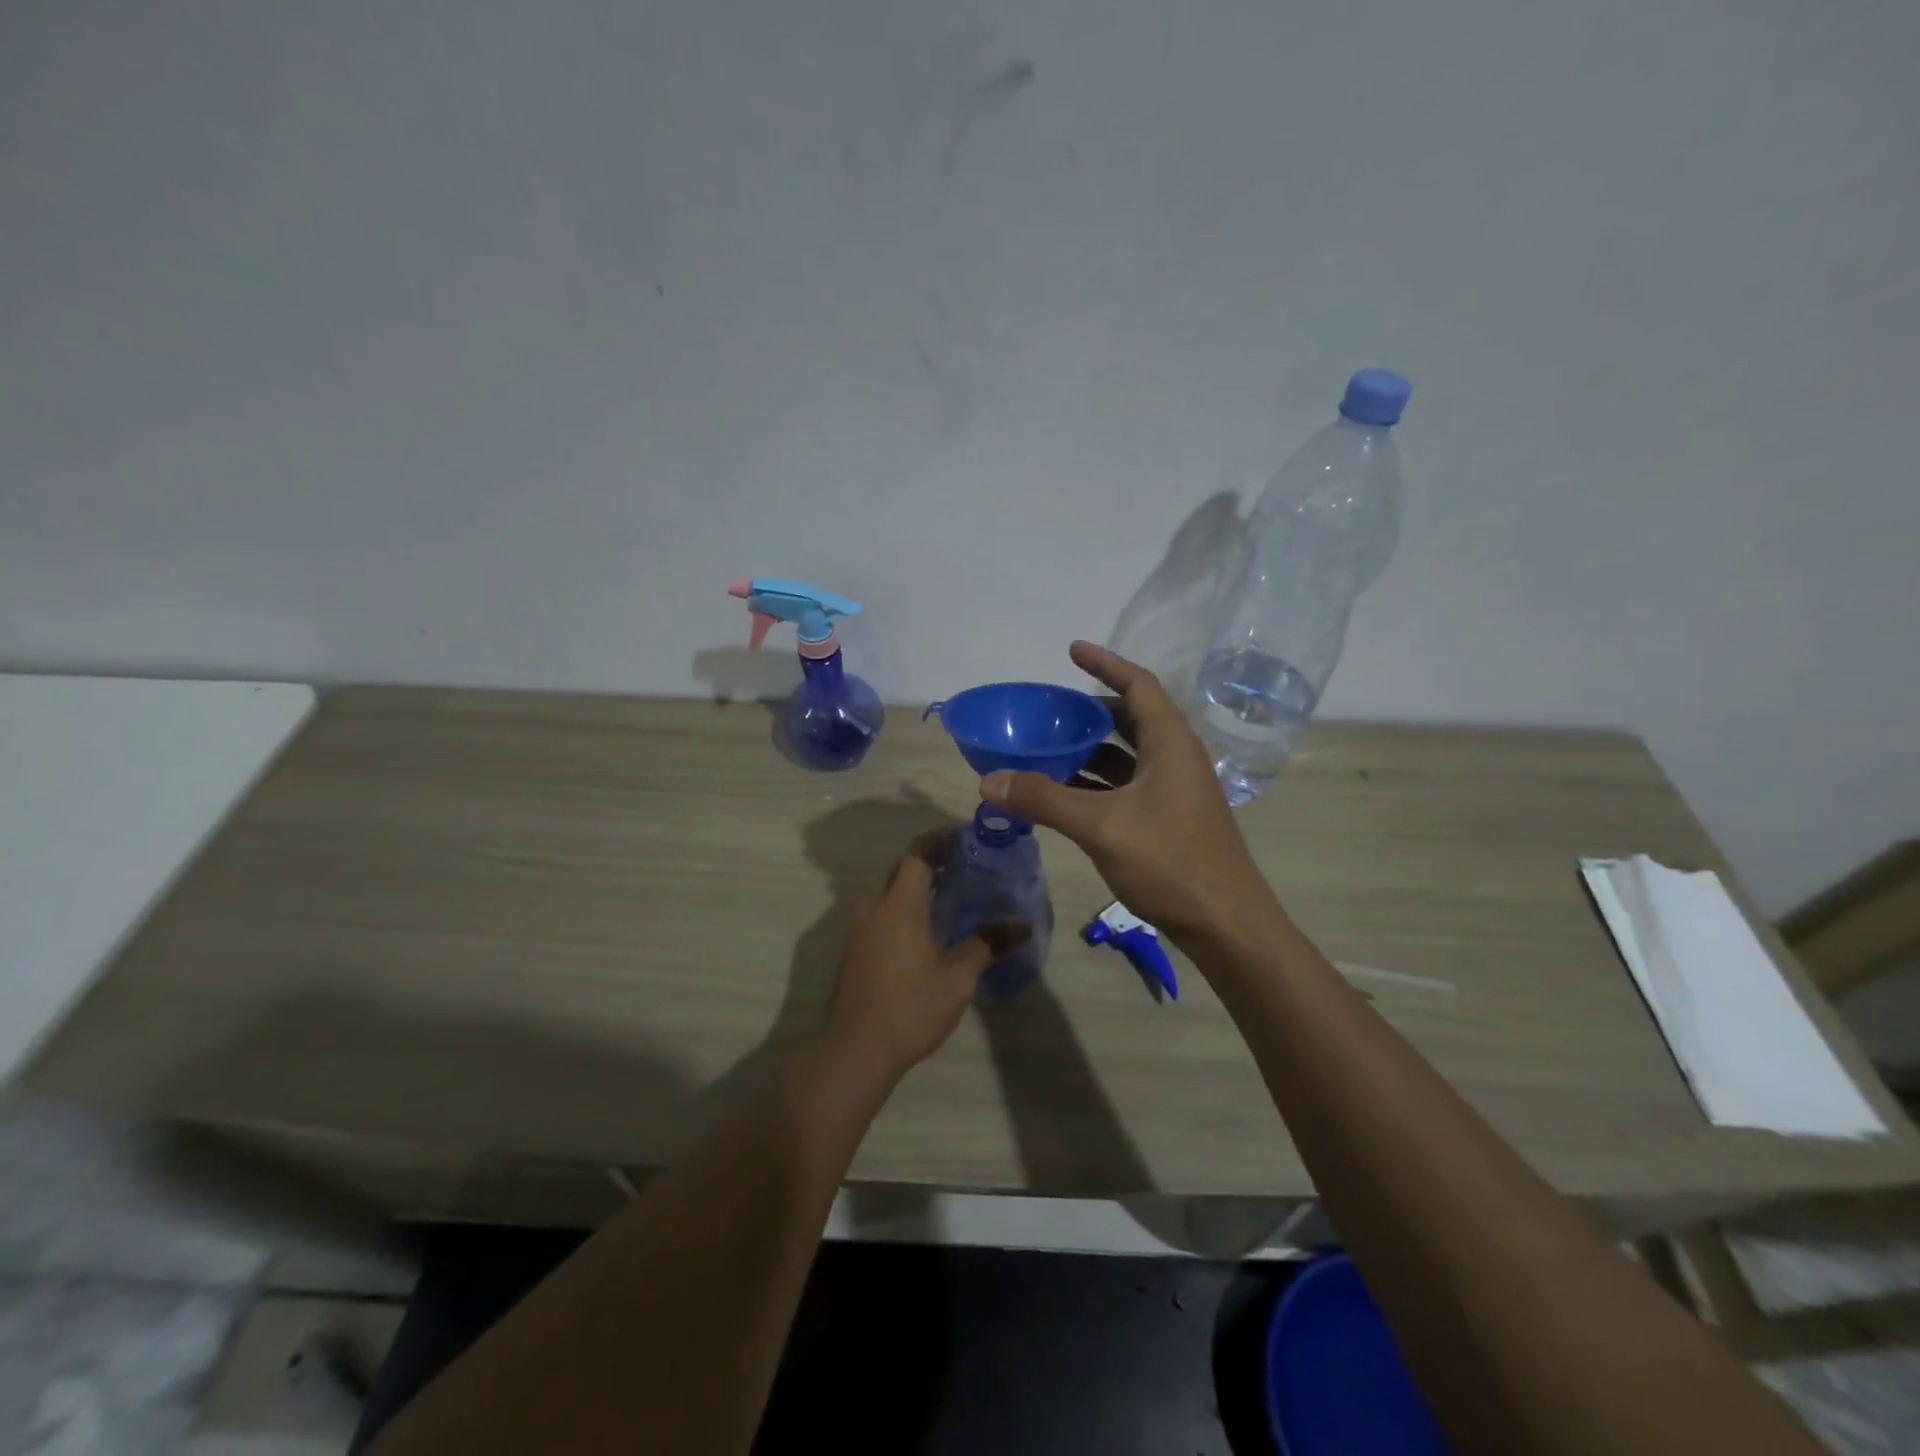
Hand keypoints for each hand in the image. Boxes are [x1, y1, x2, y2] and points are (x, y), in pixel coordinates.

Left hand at [826, 830, 1029, 1083]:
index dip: (940, 840)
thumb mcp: (958, 977)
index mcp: (898, 904)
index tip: (966, 836)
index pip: (918, 854)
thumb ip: (988, 944)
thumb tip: (1023, 925)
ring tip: (953, 892)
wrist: (857, 1050)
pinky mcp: (855, 948)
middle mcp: (874, 907)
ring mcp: (859, 928)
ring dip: (917, 885)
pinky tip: (928, 926)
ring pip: (890, 892)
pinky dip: (905, 906)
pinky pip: (882, 912)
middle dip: (932, 860)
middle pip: (902, 869)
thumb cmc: (911, 1007)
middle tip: (967, 863)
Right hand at [980, 641, 1272, 948]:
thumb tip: (989, 780)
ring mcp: (1174, 790)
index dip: (1105, 663)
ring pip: (1127, 755)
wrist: (1226, 924)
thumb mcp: (1101, 826)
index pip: (1138, 685)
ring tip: (1047, 746)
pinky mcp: (1168, 818)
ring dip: (1090, 749)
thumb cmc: (1171, 861)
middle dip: (1090, 710)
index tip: (1072, 649)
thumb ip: (1044, 799)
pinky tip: (1065, 793)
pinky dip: (1096, 781)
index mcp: (1170, 743)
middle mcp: (1175, 758)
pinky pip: (1126, 785)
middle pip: (1130, 718)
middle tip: (1049, 709)